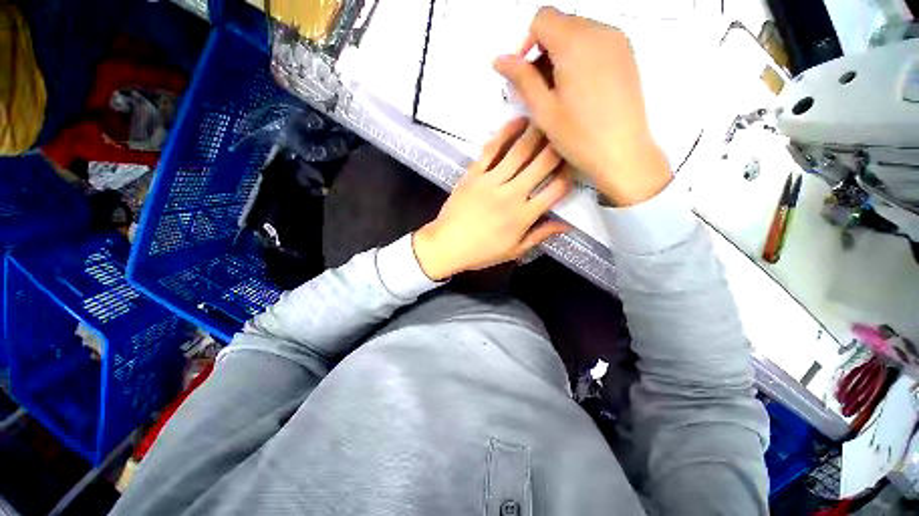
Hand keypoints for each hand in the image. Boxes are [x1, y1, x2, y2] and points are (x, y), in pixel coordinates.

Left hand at [413, 119, 571, 280]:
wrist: (447, 245)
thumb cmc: (481, 252)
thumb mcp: (514, 251)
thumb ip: (539, 236)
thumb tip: (566, 226)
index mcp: (523, 216)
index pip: (556, 190)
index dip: (570, 174)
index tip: (575, 164)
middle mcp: (511, 194)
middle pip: (542, 164)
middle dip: (559, 146)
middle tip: (568, 133)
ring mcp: (491, 181)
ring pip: (519, 151)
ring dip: (537, 132)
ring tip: (549, 118)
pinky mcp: (473, 174)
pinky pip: (491, 149)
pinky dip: (506, 133)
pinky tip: (519, 121)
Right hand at [494, 7, 671, 206]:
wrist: (622, 152)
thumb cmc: (578, 136)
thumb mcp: (543, 110)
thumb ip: (521, 79)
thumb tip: (500, 59)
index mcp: (575, 42)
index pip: (542, 18)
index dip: (527, 44)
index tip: (526, 75)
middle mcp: (599, 31)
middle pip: (560, 23)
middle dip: (544, 51)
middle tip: (541, 89)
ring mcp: (617, 40)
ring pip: (578, 32)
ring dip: (561, 55)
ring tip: (560, 93)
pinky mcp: (627, 53)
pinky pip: (595, 41)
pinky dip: (580, 57)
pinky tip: (579, 89)